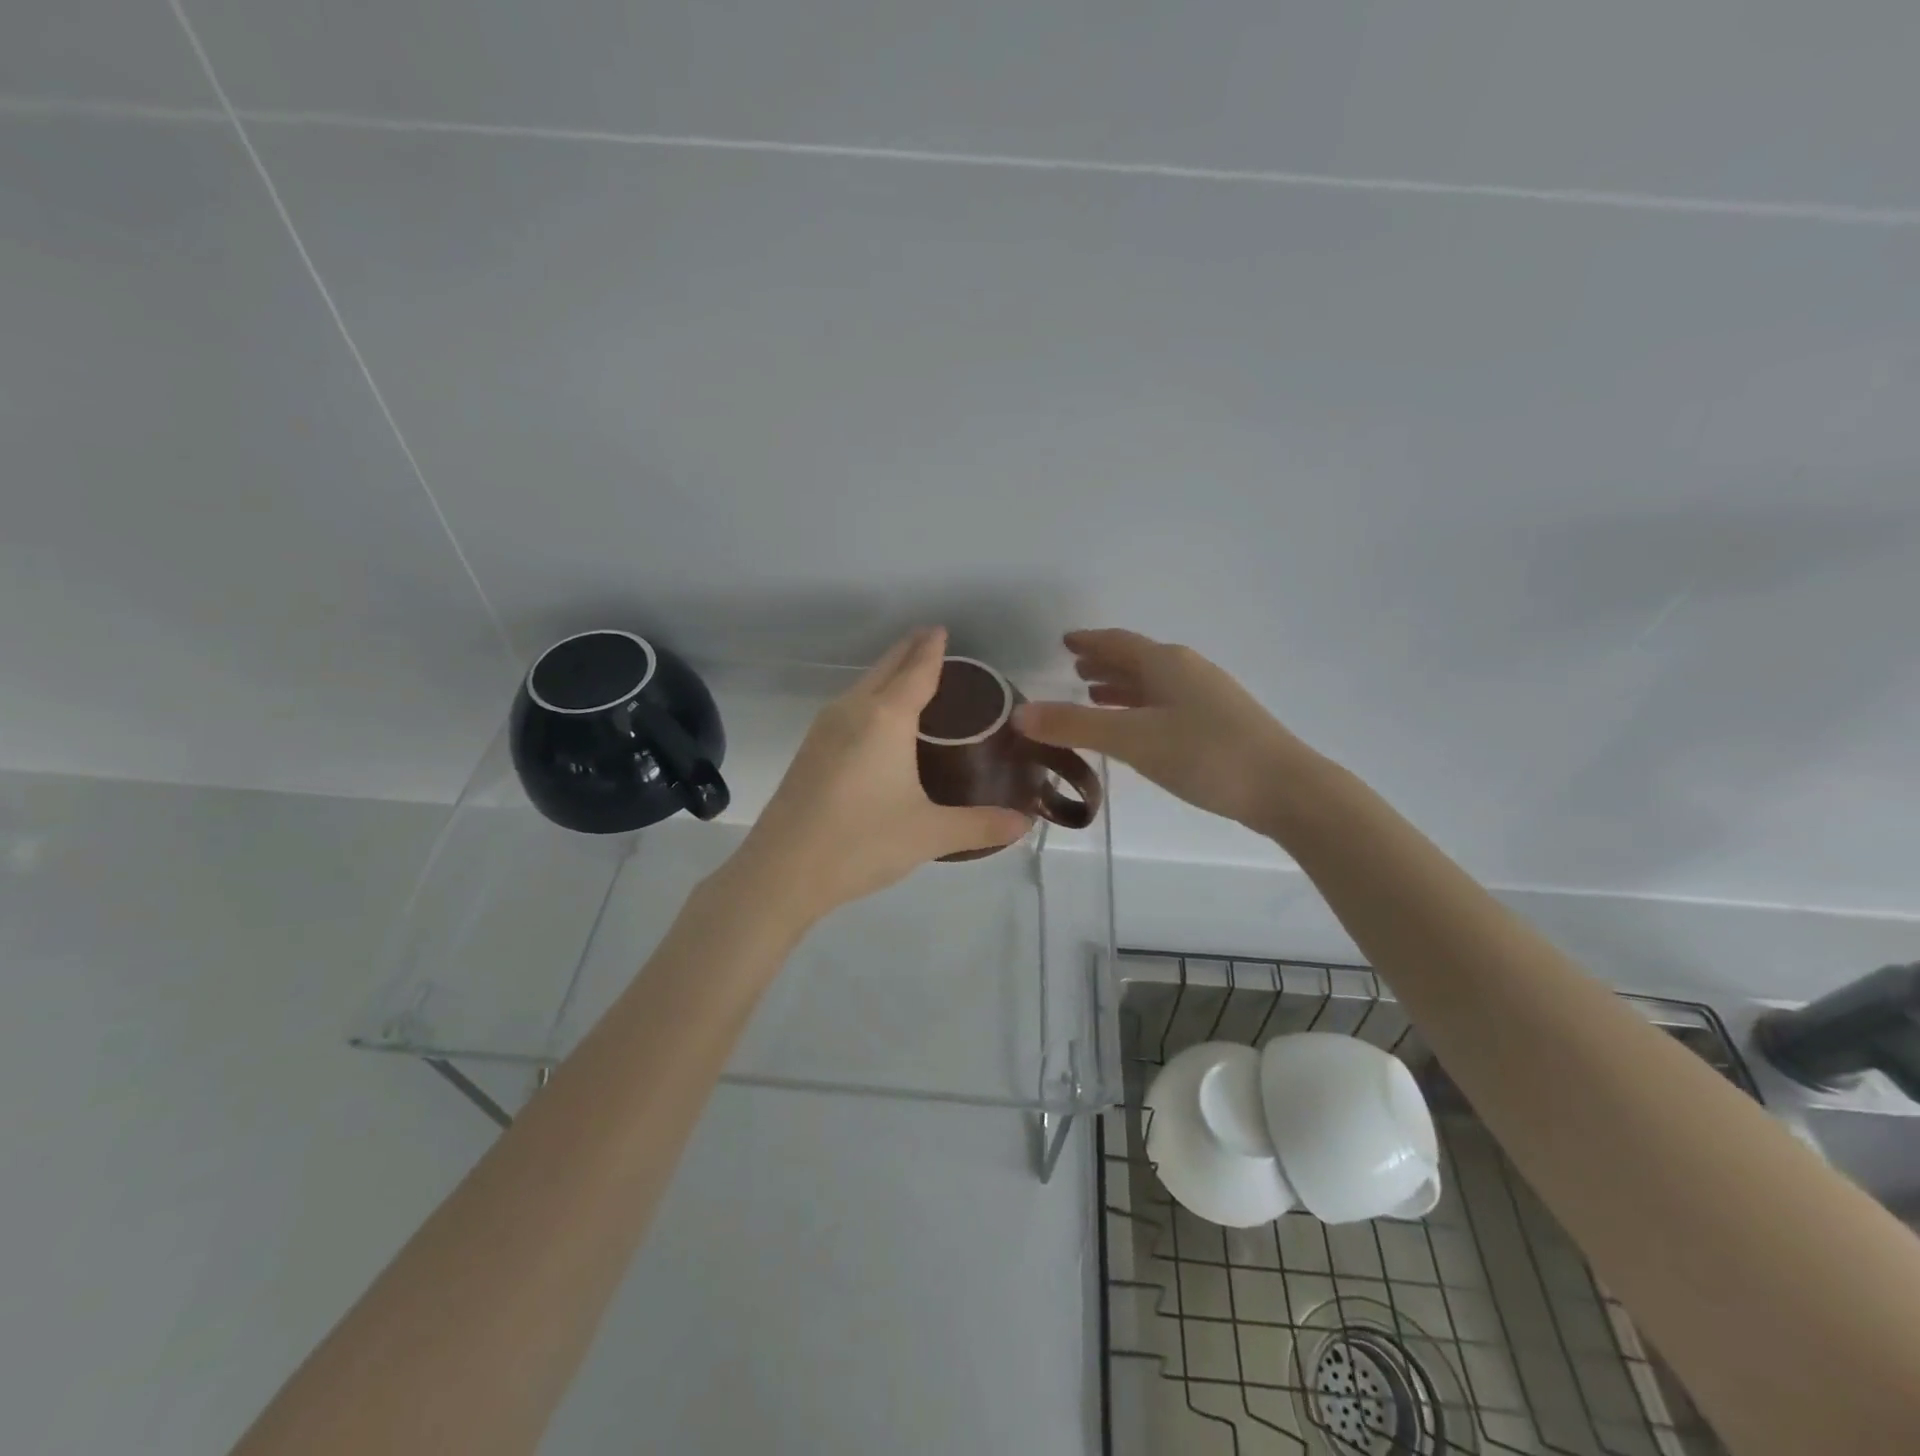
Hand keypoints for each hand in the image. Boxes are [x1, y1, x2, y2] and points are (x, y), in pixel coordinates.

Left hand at [728, 628, 1032, 925]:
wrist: (782, 871)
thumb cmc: (862, 843)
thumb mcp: (930, 834)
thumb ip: (981, 825)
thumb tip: (1026, 824)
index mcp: (886, 718)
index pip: (917, 671)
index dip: (932, 649)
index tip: (941, 629)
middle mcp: (853, 711)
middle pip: (885, 669)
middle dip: (908, 650)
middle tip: (930, 639)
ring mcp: (824, 729)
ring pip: (861, 686)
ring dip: (885, 674)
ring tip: (908, 675)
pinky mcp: (809, 750)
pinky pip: (847, 708)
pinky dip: (869, 698)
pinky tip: (876, 721)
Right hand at [1015, 629, 1322, 834]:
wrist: (1284, 787)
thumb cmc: (1204, 754)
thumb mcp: (1132, 740)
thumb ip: (1075, 726)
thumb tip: (1020, 714)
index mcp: (1165, 663)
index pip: (1117, 642)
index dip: (1088, 641)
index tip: (1064, 641)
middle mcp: (1187, 670)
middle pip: (1137, 659)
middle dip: (1104, 664)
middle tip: (1075, 670)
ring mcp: (1208, 696)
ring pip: (1154, 683)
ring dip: (1123, 687)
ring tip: (1095, 697)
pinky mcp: (1220, 723)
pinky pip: (1167, 703)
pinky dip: (1142, 707)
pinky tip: (1138, 729)